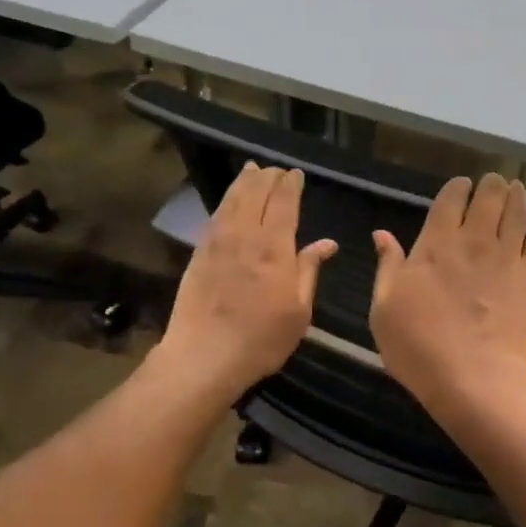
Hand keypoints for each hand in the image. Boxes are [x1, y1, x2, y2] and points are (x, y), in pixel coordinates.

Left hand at [156, 164, 336, 400]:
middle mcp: (245, 236)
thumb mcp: (299, 311)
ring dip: (244, 182)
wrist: (204, 356)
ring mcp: (217, 242)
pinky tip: (229, 201)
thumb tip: (326, 243)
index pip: (283, 203)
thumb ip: (309, 271)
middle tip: (276, 170)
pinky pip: (215, 216)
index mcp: (274, 248)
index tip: (296, 174)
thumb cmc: (261, 339)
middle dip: (268, 177)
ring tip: (252, 170)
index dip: (290, 185)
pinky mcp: (199, 253)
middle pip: (256, 193)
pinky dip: (226, 201)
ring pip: (232, 200)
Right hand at [369, 173, 525, 412]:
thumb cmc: (418, 346)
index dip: (456, 187)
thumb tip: (382, 234)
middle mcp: (472, 241)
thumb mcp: (384, 308)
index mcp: (434, 245)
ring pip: (516, 211)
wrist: (473, 378)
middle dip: (489, 184)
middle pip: (487, 198)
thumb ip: (388, 266)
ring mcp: (505, 257)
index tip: (460, 185)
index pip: (449, 200)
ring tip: (515, 186)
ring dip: (515, 194)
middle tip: (491, 181)